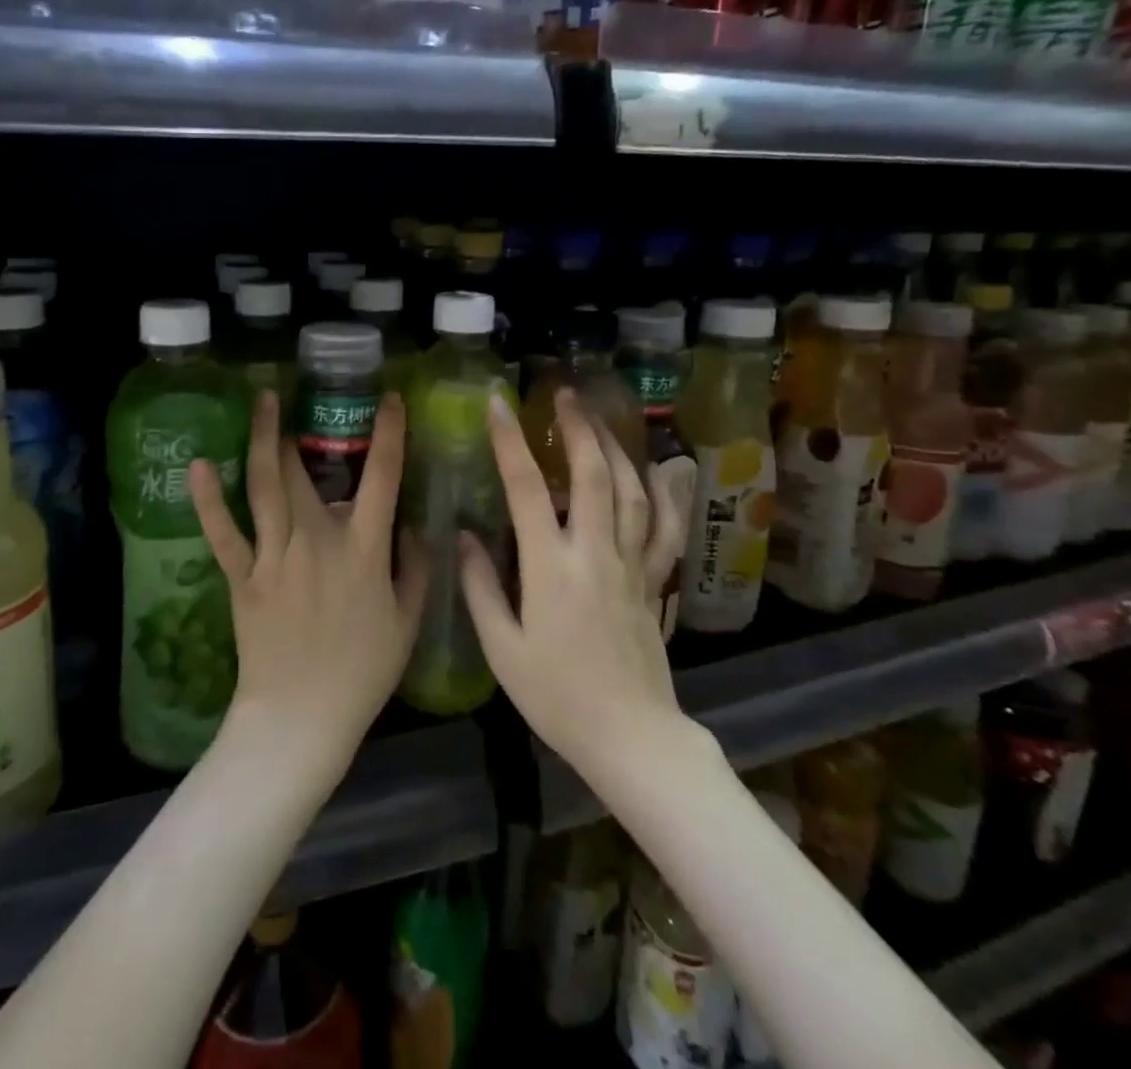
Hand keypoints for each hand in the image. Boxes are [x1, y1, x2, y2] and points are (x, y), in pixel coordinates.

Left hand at [189, 390, 426, 775]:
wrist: (301, 718)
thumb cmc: (362, 672)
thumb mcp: (407, 622)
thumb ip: (415, 568)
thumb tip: (411, 527)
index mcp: (362, 549)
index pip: (382, 478)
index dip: (388, 434)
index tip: (388, 400)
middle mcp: (317, 540)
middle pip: (306, 471)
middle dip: (301, 426)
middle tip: (295, 395)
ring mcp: (275, 556)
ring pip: (266, 487)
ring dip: (263, 440)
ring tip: (262, 402)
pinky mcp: (243, 577)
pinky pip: (224, 533)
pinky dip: (209, 499)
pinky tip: (198, 465)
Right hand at [458, 388, 696, 783]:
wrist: (630, 737)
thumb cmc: (556, 696)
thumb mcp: (502, 648)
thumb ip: (481, 587)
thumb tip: (465, 537)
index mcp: (550, 567)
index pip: (526, 488)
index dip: (509, 441)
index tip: (498, 404)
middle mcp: (595, 553)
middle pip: (591, 475)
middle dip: (577, 428)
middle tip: (564, 394)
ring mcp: (632, 565)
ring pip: (631, 492)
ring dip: (615, 449)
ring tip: (600, 420)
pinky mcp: (654, 582)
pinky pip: (665, 529)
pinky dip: (666, 495)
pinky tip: (663, 470)